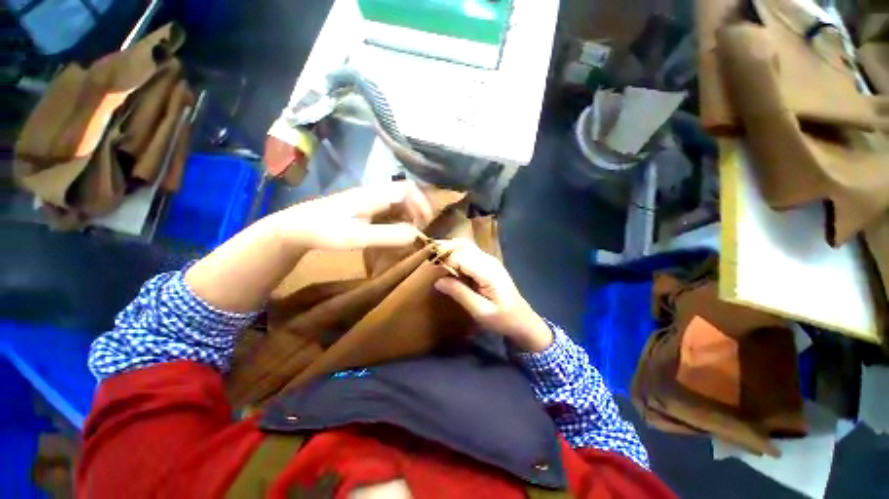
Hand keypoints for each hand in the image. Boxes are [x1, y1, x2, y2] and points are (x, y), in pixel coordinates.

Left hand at [268, 180, 433, 250]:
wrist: (296, 228)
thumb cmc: (326, 231)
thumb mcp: (359, 237)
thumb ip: (389, 235)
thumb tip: (417, 235)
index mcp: (374, 195)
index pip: (408, 189)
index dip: (422, 203)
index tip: (427, 223)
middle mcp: (374, 192)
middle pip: (405, 193)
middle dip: (418, 209)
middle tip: (421, 229)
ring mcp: (368, 199)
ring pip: (397, 201)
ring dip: (409, 214)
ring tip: (411, 232)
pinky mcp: (363, 207)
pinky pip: (388, 208)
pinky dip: (398, 218)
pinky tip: (395, 231)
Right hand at [434, 240, 552, 351]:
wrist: (523, 320)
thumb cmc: (503, 319)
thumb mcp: (480, 311)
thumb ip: (460, 293)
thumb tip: (438, 281)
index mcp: (487, 271)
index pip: (460, 256)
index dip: (443, 258)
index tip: (428, 266)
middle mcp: (488, 260)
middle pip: (463, 245)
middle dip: (444, 248)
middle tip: (427, 258)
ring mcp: (490, 260)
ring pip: (466, 246)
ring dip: (450, 249)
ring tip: (434, 259)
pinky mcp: (489, 264)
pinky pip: (469, 252)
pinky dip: (456, 254)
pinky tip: (448, 263)